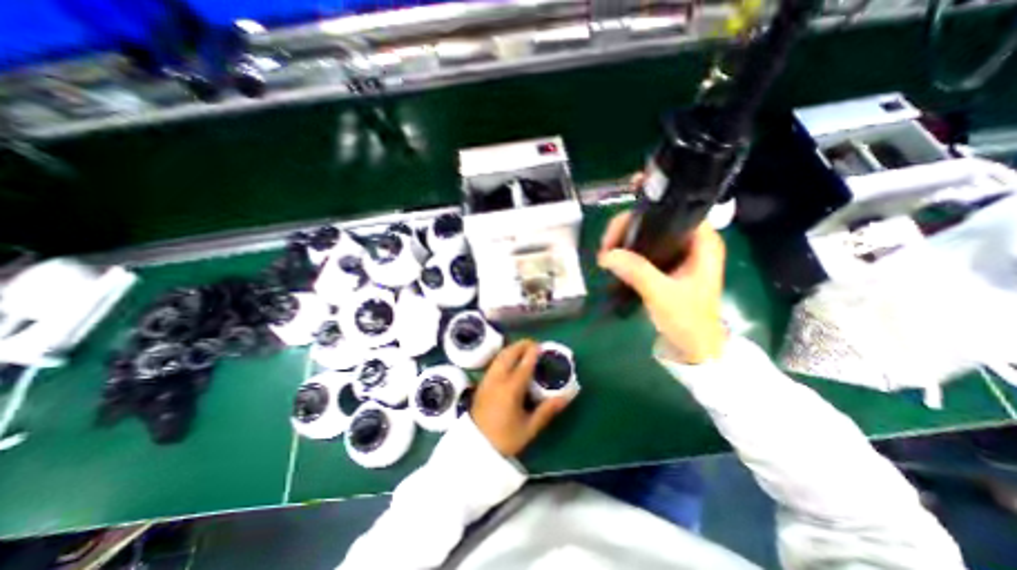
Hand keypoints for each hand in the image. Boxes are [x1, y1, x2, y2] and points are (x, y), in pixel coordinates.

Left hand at [471, 341, 569, 456]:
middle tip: (533, 345)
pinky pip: (494, 362)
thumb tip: (565, 397)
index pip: (524, 364)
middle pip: (509, 354)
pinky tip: (509, 361)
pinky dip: (504, 356)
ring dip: (512, 349)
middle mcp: (498, 379)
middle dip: (521, 345)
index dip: (533, 352)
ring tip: (523, 349)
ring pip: (500, 356)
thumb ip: (547, 410)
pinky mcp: (482, 383)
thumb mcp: (529, 428)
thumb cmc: (504, 439)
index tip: (541, 346)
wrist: (475, 448)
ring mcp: (487, 379)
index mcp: (511, 388)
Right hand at [598, 209, 725, 365]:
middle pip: (656, 220)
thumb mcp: (662, 295)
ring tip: (605, 253)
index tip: (618, 227)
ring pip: (647, 234)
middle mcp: (691, 242)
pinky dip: (627, 251)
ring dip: (625, 240)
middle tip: (606, 244)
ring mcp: (678, 254)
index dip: (645, 211)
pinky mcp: (666, 266)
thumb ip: (637, 272)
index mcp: (702, 242)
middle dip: (628, 228)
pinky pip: (643, 249)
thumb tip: (606, 254)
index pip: (673, 210)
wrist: (694, 349)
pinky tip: (613, 258)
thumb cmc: (688, 321)